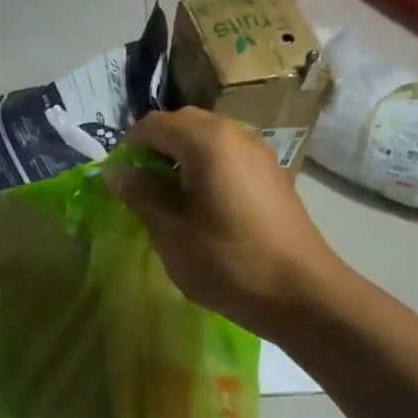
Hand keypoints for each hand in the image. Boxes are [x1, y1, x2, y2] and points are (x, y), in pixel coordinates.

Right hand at [106, 108, 339, 340]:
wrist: (302, 293)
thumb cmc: (228, 262)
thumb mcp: (171, 232)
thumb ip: (140, 194)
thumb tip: (114, 171)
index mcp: (207, 141)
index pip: (153, 124)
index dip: (128, 147)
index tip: (119, 182)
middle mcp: (236, 134)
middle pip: (184, 124)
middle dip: (155, 149)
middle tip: (141, 189)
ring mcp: (260, 153)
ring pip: (209, 139)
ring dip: (181, 159)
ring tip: (170, 200)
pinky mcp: (273, 175)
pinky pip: (230, 156)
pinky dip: (207, 169)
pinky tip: (204, 207)